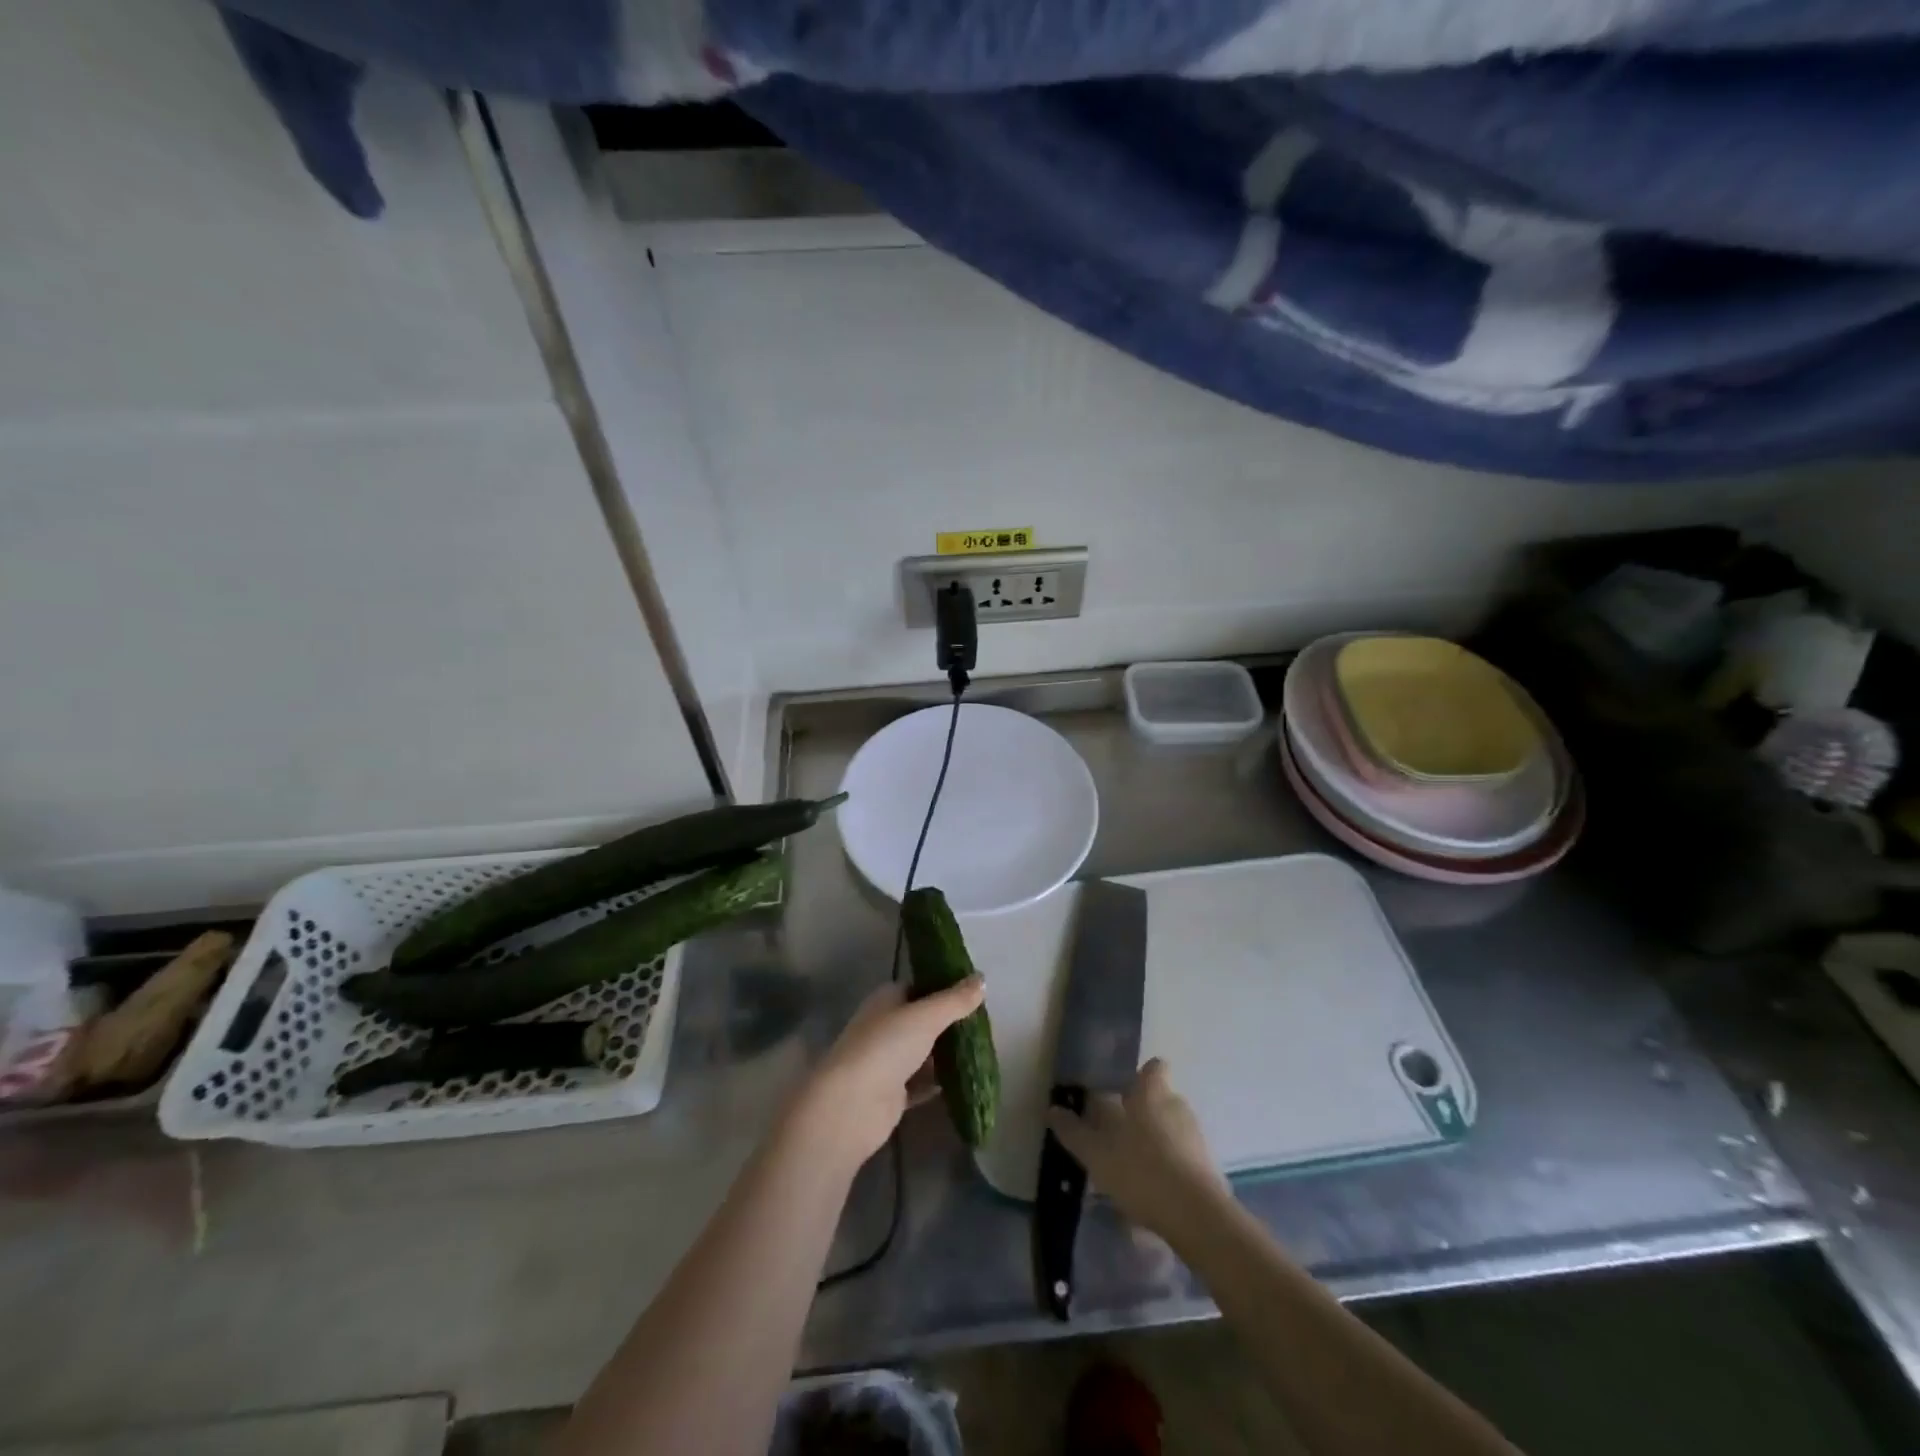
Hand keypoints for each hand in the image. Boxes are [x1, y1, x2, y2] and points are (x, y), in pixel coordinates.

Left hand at [786, 976, 984, 1170]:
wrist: (851, 1105)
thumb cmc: (886, 1047)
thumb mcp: (926, 1017)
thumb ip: (955, 1000)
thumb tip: (982, 978)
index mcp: (885, 1000)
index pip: (917, 986)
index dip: (943, 988)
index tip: (973, 993)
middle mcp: (883, 1026)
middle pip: (920, 1020)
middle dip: (948, 1023)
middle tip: (982, 1025)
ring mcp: (885, 1061)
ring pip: (921, 1052)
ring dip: (944, 1053)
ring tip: (980, 1051)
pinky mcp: (890, 1093)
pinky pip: (919, 1083)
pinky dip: (936, 1082)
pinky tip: (962, 1081)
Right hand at [1046, 1058, 1230, 1243]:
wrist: (1197, 1217)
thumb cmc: (1141, 1171)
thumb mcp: (1096, 1153)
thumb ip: (1073, 1131)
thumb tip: (1052, 1109)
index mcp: (1152, 1093)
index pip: (1153, 1067)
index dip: (1140, 1077)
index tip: (1121, 1093)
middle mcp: (1177, 1106)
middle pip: (1160, 1099)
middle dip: (1142, 1114)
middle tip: (1117, 1136)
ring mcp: (1196, 1137)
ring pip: (1172, 1129)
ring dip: (1155, 1142)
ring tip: (1132, 1168)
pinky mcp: (1208, 1168)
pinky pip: (1183, 1158)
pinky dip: (1169, 1168)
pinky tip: (1151, 1192)